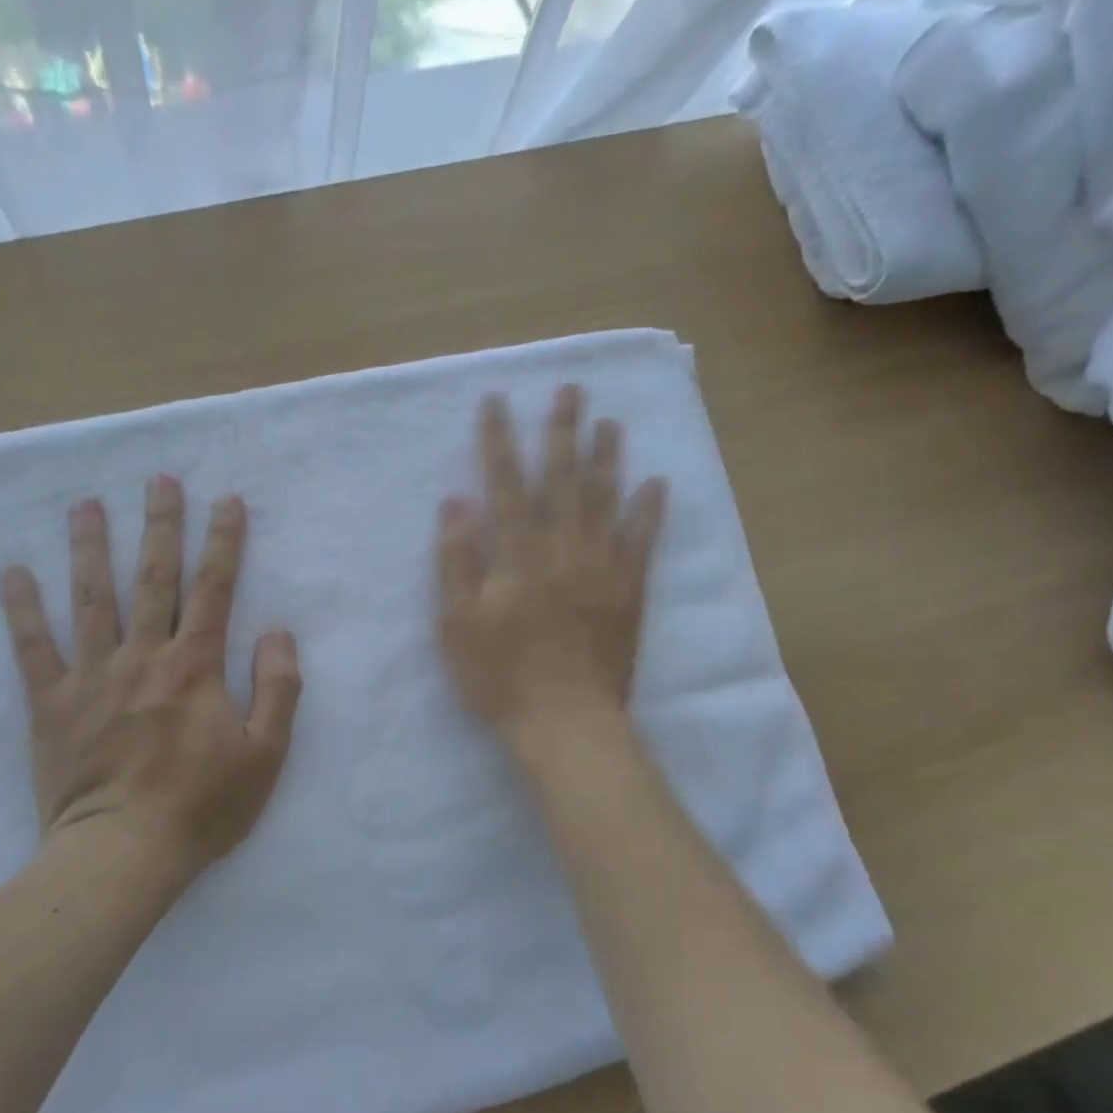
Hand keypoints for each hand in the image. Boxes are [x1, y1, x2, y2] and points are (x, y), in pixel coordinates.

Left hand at [0, 476, 300, 876]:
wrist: (122, 855)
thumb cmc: (202, 807)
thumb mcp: (265, 754)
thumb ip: (277, 688)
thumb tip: (276, 631)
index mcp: (195, 666)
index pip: (214, 589)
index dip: (223, 542)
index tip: (227, 500)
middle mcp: (142, 657)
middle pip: (152, 579)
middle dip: (160, 525)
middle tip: (158, 478)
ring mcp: (91, 677)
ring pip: (90, 599)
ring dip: (90, 548)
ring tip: (86, 505)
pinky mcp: (52, 705)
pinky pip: (32, 648)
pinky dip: (21, 609)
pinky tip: (12, 573)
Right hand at [436, 385, 666, 740]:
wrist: (567, 722)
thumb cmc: (501, 677)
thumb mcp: (458, 623)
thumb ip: (456, 560)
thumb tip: (456, 502)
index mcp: (518, 554)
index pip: (505, 483)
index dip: (499, 440)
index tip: (497, 401)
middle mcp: (563, 547)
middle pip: (563, 478)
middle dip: (563, 430)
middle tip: (570, 389)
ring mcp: (602, 567)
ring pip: (607, 499)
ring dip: (607, 456)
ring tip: (609, 421)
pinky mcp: (629, 591)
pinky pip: (643, 540)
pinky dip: (650, 509)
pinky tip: (656, 483)